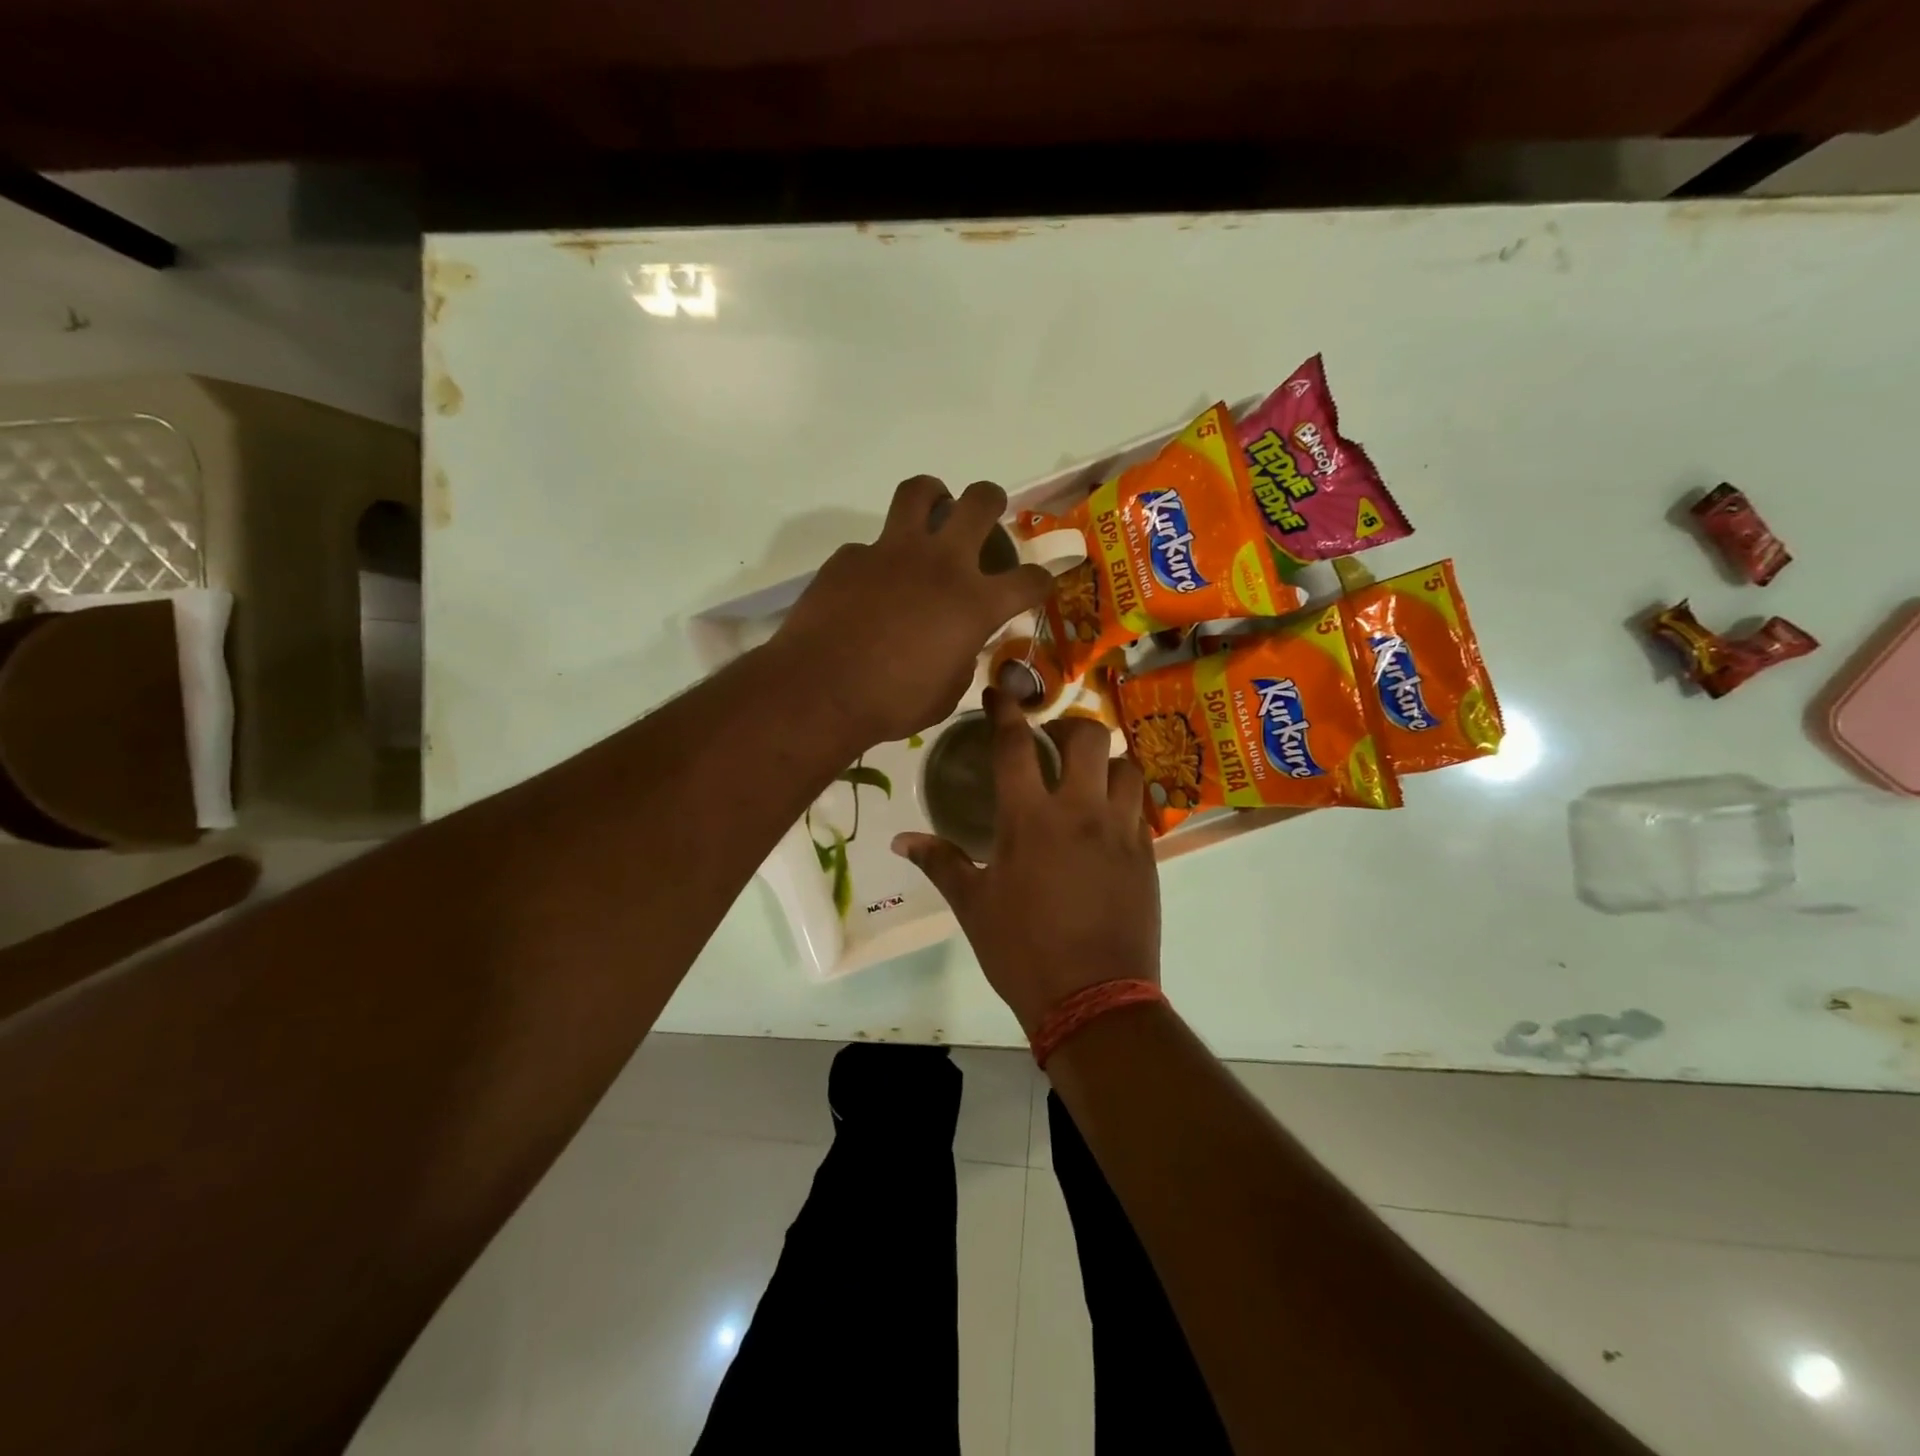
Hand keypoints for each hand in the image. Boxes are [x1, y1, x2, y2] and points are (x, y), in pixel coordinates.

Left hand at [772, 477, 1053, 746]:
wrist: (821, 690)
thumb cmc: (892, 703)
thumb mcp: (946, 693)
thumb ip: (961, 659)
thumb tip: (957, 646)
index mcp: (975, 603)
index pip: (1029, 580)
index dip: (1040, 580)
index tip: (1037, 584)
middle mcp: (941, 564)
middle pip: (980, 502)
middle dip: (991, 501)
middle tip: (988, 511)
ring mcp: (892, 552)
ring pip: (920, 492)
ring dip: (933, 496)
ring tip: (932, 509)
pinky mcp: (850, 556)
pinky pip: (870, 546)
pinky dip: (878, 559)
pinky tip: (869, 585)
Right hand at [894, 688, 1160, 1036]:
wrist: (1093, 999)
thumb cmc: (1022, 951)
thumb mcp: (973, 906)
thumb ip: (940, 863)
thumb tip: (900, 840)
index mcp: (1029, 819)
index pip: (1015, 744)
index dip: (1006, 710)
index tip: (1000, 692)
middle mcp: (1080, 811)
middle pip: (1088, 736)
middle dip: (1070, 725)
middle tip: (1054, 742)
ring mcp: (1121, 830)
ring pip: (1126, 765)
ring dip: (1106, 762)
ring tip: (1088, 779)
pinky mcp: (1148, 855)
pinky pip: (1142, 807)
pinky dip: (1125, 799)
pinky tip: (1108, 819)